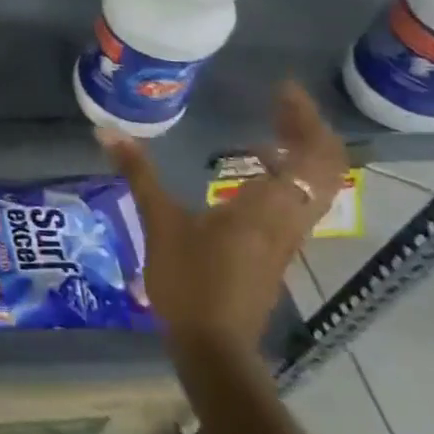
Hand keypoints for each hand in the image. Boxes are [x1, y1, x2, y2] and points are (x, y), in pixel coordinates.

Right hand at [98, 81, 347, 354]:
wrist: (213, 345)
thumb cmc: (190, 280)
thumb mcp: (160, 221)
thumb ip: (138, 173)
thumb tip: (106, 131)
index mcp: (269, 205)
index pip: (312, 154)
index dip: (305, 118)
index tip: (283, 89)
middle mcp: (289, 217)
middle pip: (327, 166)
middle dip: (309, 129)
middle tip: (280, 101)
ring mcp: (287, 236)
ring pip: (318, 185)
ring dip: (302, 151)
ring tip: (270, 126)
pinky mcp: (276, 249)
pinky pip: (300, 199)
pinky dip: (289, 174)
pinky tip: (252, 168)